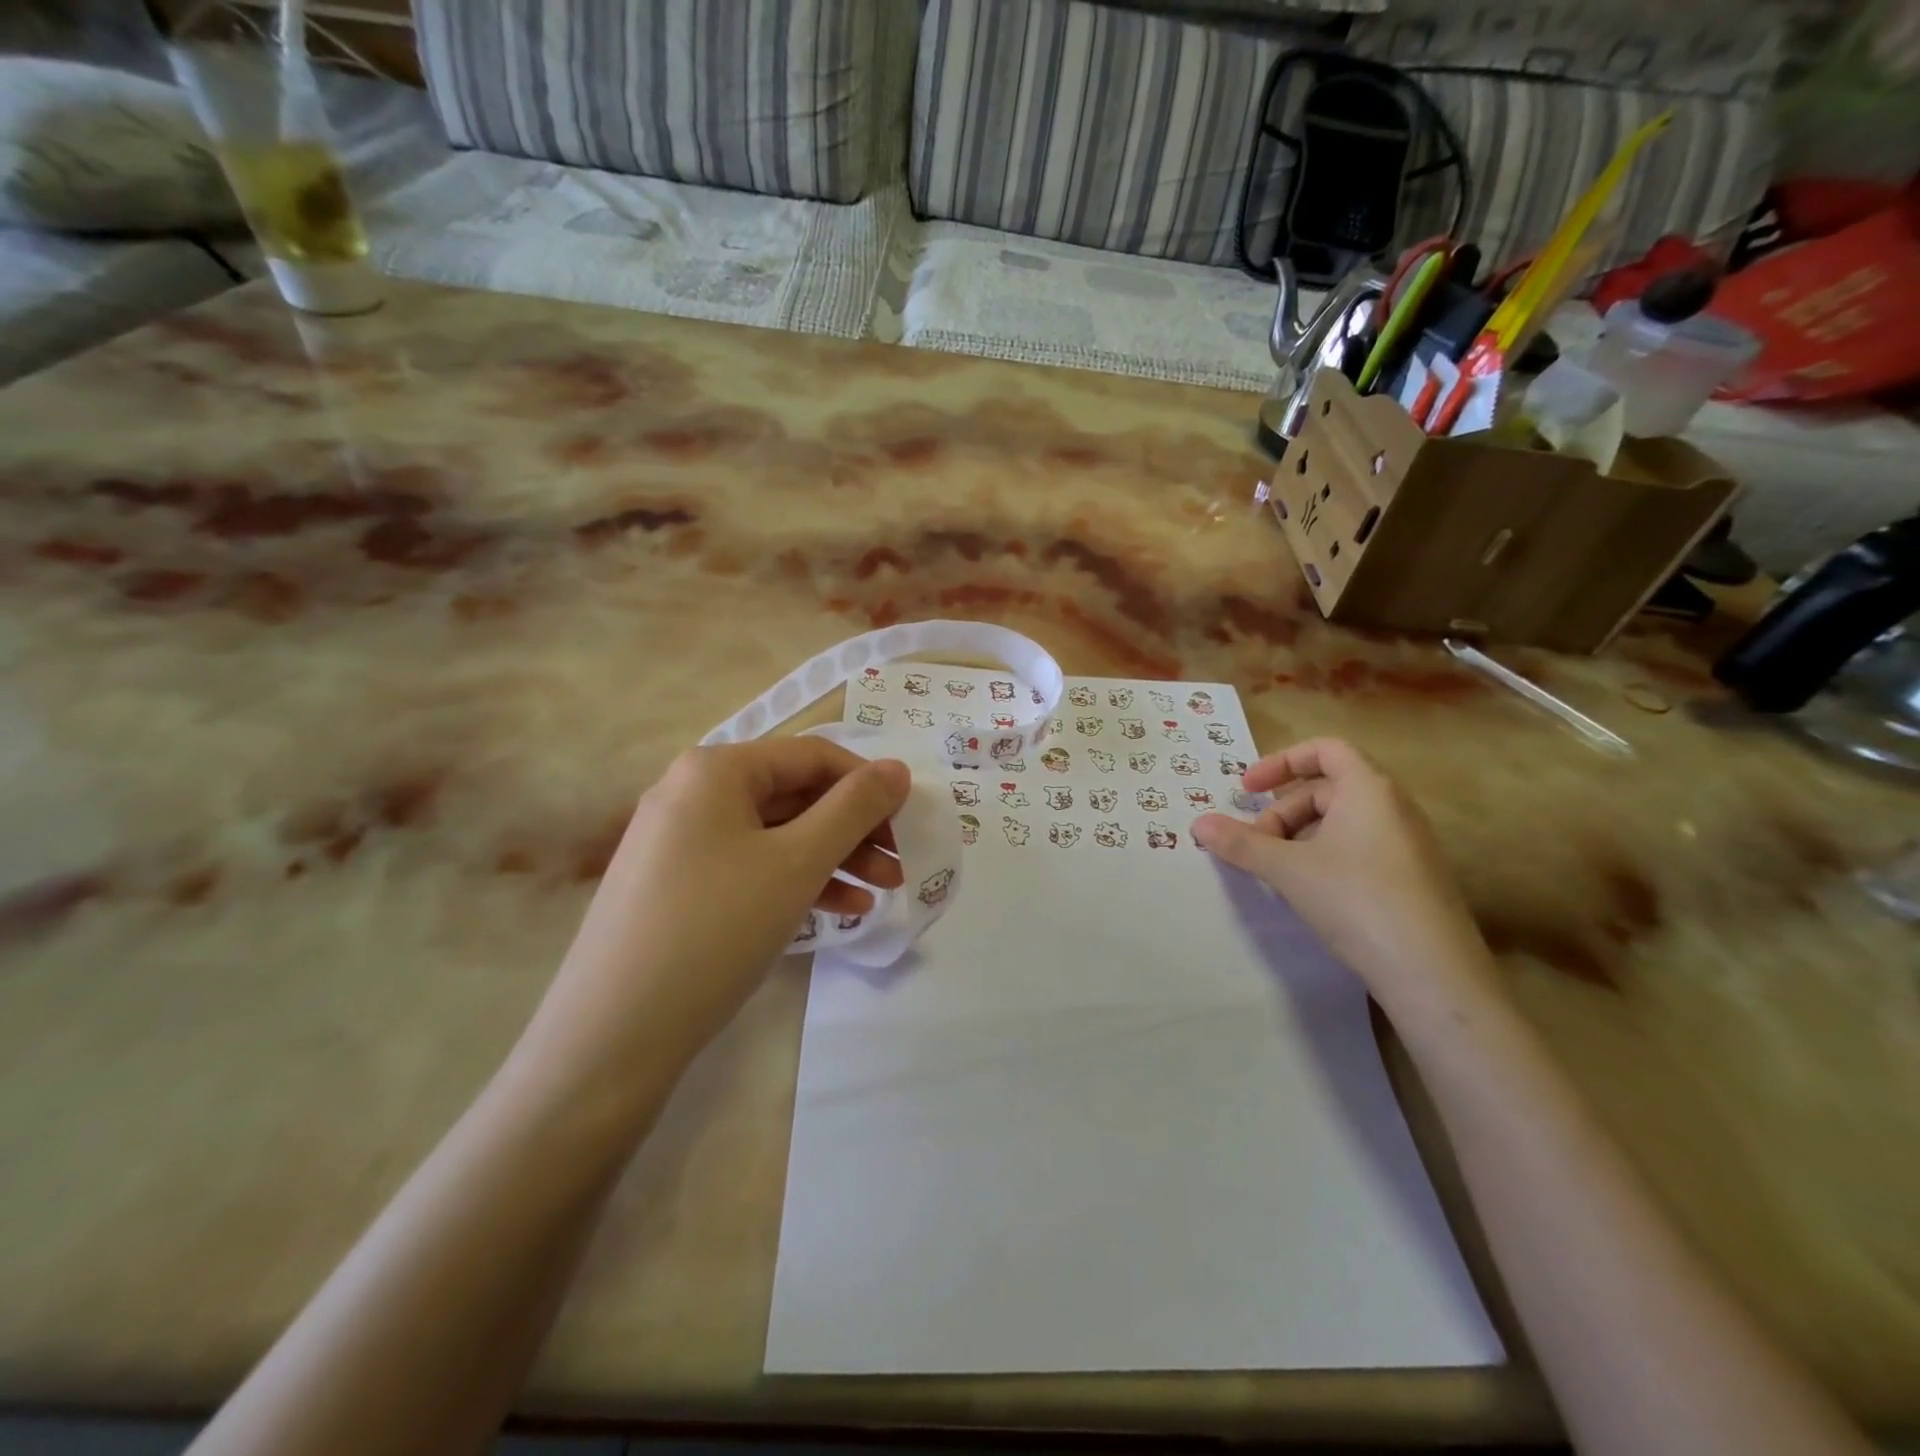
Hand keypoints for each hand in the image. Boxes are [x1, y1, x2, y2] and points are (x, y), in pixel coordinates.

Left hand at [527, 739, 909, 1080]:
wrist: (611, 1036)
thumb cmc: (716, 928)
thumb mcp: (798, 862)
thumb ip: (855, 808)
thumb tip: (897, 768)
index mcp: (716, 769)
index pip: (813, 756)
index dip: (868, 783)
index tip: (911, 819)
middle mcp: (692, 792)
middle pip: (795, 795)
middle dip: (855, 828)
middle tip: (901, 864)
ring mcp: (679, 841)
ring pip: (776, 835)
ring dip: (834, 858)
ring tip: (882, 893)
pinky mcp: (676, 886)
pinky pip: (750, 867)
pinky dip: (796, 882)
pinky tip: (840, 912)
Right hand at [1192, 738, 1494, 1013]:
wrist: (1433, 973)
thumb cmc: (1355, 899)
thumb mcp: (1287, 869)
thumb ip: (1240, 843)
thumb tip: (1198, 824)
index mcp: (1368, 789)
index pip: (1324, 750)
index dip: (1280, 762)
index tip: (1247, 789)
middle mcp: (1394, 807)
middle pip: (1326, 789)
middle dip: (1282, 813)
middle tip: (1254, 846)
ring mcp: (1409, 844)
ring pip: (1341, 822)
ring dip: (1300, 838)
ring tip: (1277, 873)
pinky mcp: (1414, 878)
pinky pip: (1360, 848)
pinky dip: (1325, 857)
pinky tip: (1311, 893)